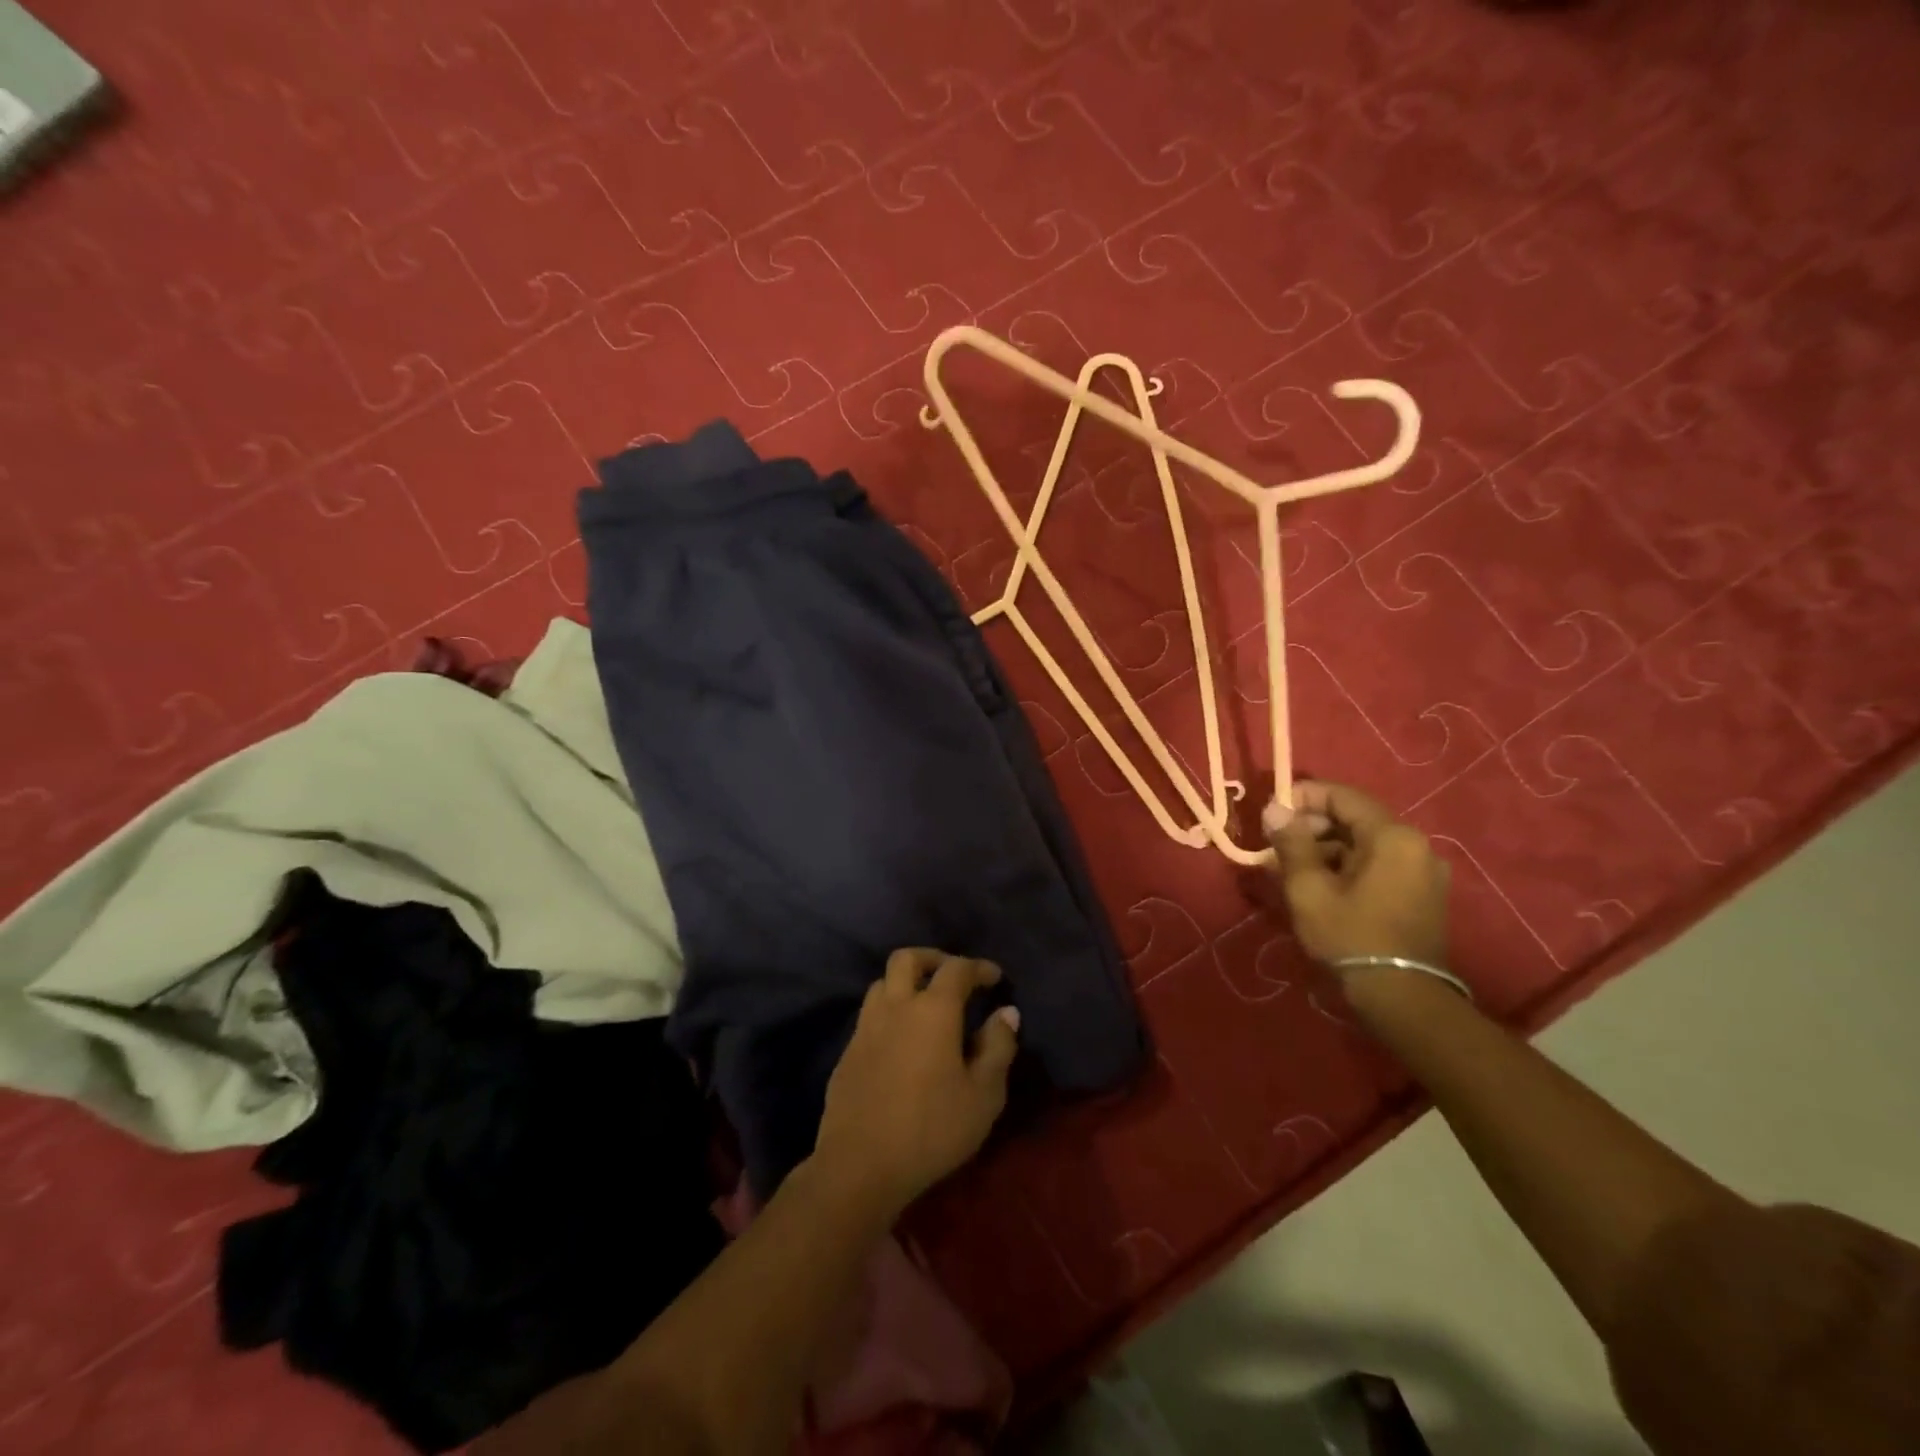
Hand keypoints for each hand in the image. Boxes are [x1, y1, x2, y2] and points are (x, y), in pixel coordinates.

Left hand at [810, 948, 1020, 1220]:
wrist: (860, 1165)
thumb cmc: (932, 1129)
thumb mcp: (983, 1095)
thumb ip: (998, 1047)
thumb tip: (1006, 1013)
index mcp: (933, 1010)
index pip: (957, 968)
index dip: (978, 967)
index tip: (995, 977)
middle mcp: (896, 1006)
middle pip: (907, 958)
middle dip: (933, 959)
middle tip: (953, 976)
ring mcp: (866, 1027)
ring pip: (882, 983)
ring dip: (905, 983)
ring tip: (925, 1005)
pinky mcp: (848, 1052)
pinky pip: (869, 1015)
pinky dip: (889, 1012)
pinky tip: (901, 1040)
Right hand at [1263, 780, 1450, 970]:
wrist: (1402, 998)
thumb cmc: (1350, 936)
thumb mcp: (1308, 888)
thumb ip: (1290, 842)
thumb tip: (1274, 808)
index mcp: (1392, 836)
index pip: (1342, 796)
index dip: (1303, 797)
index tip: (1271, 812)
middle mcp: (1416, 845)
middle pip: (1355, 818)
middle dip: (1312, 826)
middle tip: (1277, 845)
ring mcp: (1424, 871)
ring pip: (1365, 843)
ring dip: (1326, 848)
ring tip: (1291, 868)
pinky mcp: (1423, 894)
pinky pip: (1379, 864)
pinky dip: (1347, 866)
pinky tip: (1320, 885)